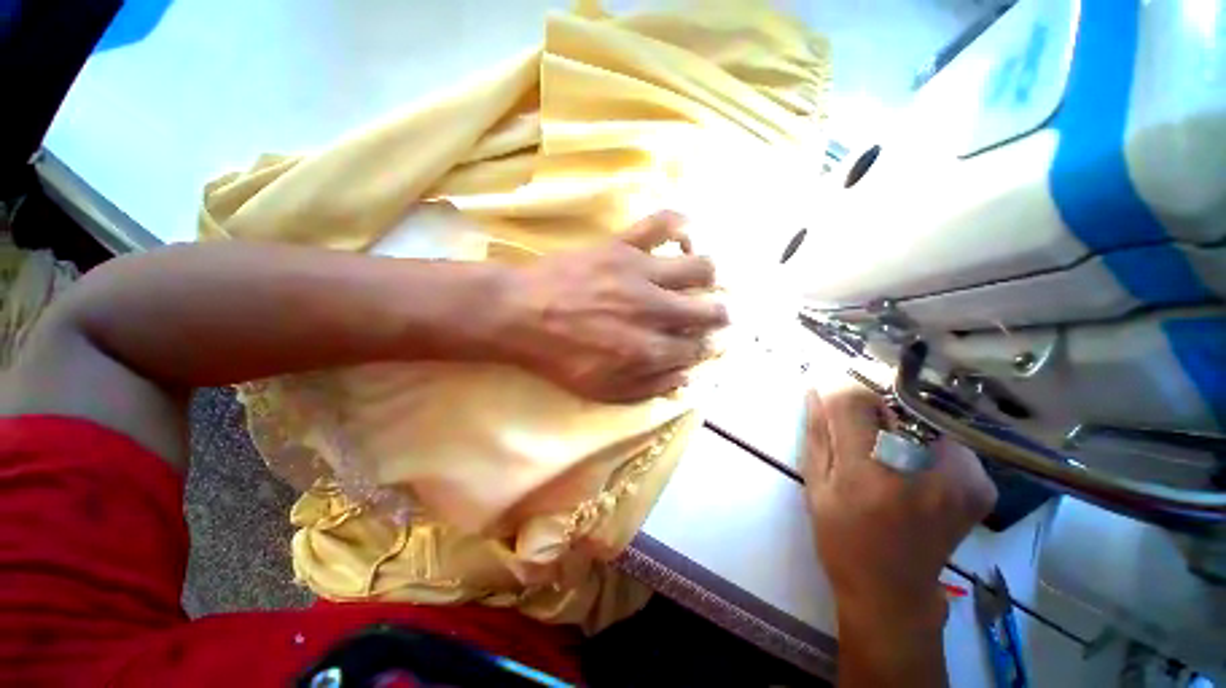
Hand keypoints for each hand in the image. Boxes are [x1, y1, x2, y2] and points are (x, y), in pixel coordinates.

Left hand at [497, 211, 726, 401]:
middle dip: (719, 315)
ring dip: (709, 277)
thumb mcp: (601, 391)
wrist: (519, 314)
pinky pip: (663, 223)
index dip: (705, 347)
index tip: (703, 343)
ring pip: (700, 267)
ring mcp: (641, 273)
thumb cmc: (558, 357)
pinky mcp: (623, 245)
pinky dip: (681, 226)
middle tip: (715, 313)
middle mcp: (654, 310)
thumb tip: (685, 378)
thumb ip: (648, 388)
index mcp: (648, 350)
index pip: (697, 349)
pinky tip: (682, 237)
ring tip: (700, 279)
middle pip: (710, 309)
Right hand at [802, 377, 996, 628]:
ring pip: (918, 416)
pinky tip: (910, 463)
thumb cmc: (842, 540)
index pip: (854, 400)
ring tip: (882, 447)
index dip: (837, 387)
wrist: (894, 592)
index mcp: (871, 475)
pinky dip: (922, 440)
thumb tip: (816, 388)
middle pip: (890, 403)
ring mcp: (962, 477)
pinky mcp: (979, 483)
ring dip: (894, 422)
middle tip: (856, 423)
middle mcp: (923, 471)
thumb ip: (818, 432)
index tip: (827, 384)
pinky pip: (942, 437)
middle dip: (866, 404)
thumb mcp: (816, 486)